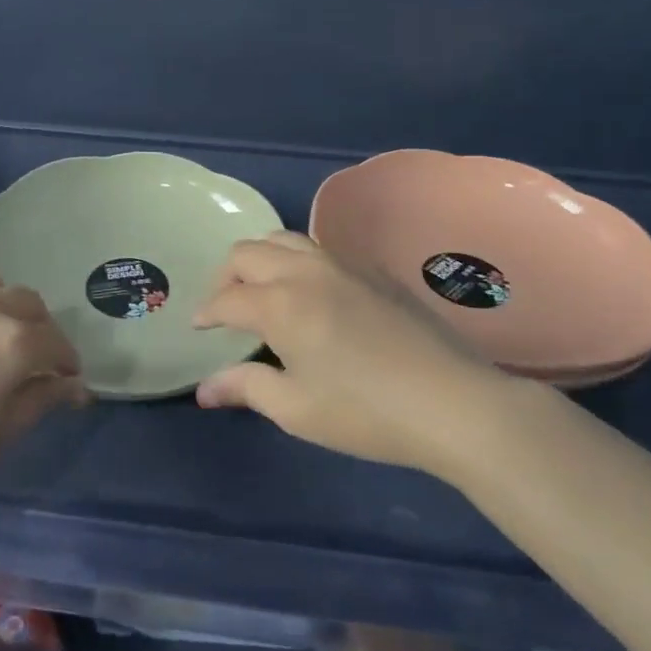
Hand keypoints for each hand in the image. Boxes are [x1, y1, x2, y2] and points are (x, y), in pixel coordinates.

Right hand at [194, 231, 509, 473]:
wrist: (452, 402)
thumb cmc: (365, 411)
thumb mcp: (296, 409)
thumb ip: (245, 388)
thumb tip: (204, 389)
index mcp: (280, 303)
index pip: (227, 298)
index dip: (206, 311)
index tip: (198, 327)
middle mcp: (305, 270)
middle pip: (248, 252)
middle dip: (226, 275)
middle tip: (224, 306)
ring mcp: (342, 264)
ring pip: (284, 239)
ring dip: (260, 259)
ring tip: (260, 290)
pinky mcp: (373, 269)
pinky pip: (319, 249)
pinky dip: (296, 261)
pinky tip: (309, 293)